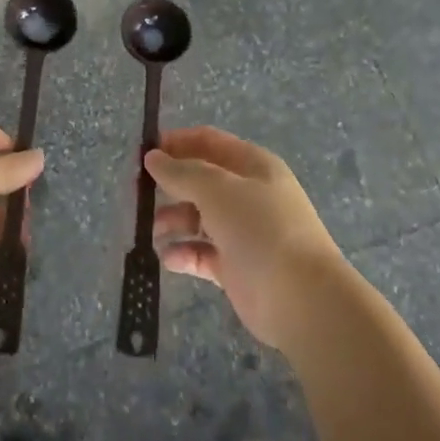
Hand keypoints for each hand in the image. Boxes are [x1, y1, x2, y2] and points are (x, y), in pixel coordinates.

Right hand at [146, 126, 346, 350]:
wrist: (301, 298)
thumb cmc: (260, 229)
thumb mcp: (217, 189)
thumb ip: (182, 172)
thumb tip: (153, 157)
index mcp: (253, 166)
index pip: (209, 142)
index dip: (177, 142)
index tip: (145, 152)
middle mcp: (249, 195)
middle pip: (202, 180)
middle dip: (171, 184)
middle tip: (138, 193)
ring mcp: (244, 232)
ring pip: (200, 218)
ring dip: (174, 220)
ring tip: (153, 230)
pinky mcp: (237, 268)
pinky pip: (203, 253)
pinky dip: (184, 254)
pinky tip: (168, 258)